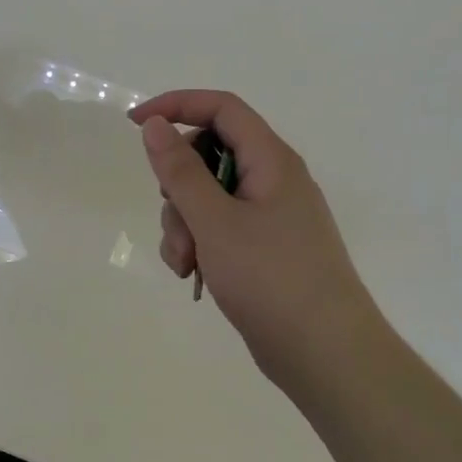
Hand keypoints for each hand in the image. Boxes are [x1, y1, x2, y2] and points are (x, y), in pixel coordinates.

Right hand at [130, 90, 383, 396]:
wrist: (326, 355)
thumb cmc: (271, 278)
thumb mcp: (215, 221)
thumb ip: (181, 170)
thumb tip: (155, 125)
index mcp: (271, 160)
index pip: (220, 108)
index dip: (176, 106)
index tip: (135, 125)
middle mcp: (273, 179)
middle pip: (208, 155)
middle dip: (178, 186)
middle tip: (175, 219)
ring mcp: (269, 216)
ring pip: (208, 196)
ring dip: (184, 224)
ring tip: (186, 264)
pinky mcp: (263, 248)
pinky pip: (219, 228)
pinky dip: (200, 244)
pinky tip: (195, 276)